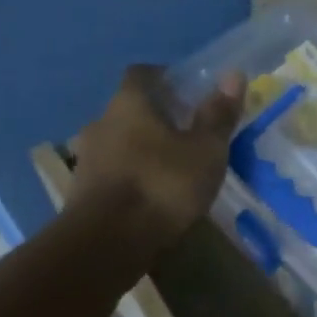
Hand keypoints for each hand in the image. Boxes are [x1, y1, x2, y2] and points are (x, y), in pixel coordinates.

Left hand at [69, 66, 243, 249]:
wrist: (107, 242)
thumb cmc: (162, 185)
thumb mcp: (205, 151)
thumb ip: (218, 115)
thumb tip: (234, 74)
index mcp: (129, 103)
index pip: (143, 73)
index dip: (166, 78)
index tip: (188, 92)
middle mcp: (101, 122)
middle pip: (130, 109)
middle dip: (156, 117)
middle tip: (187, 131)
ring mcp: (87, 158)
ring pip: (119, 142)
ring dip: (142, 149)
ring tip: (172, 167)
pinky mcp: (82, 192)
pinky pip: (112, 172)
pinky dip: (131, 176)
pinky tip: (151, 195)